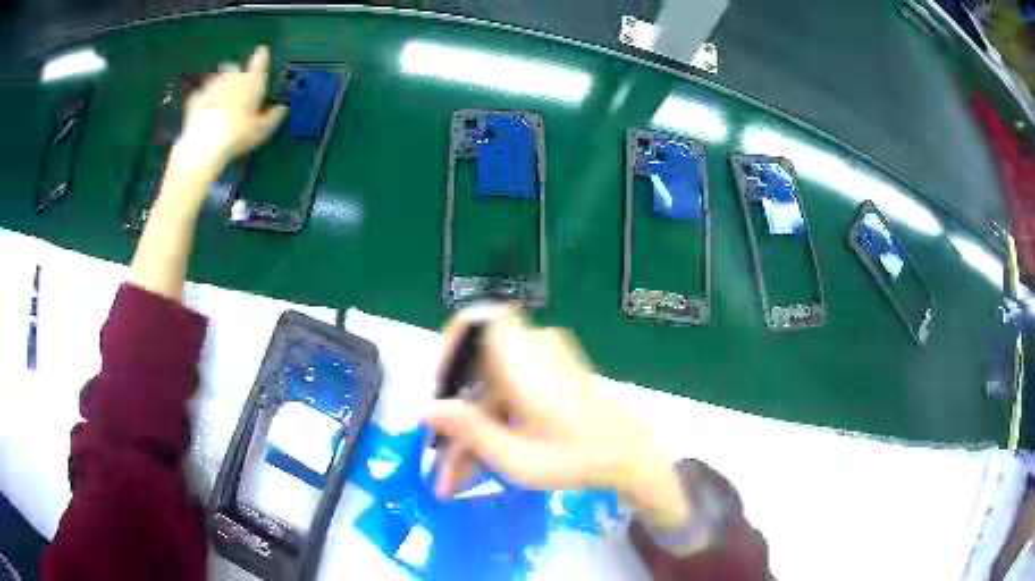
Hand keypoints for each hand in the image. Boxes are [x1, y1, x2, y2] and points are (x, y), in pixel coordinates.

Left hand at [170, 46, 286, 180]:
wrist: (203, 147)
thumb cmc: (237, 136)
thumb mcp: (261, 130)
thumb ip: (273, 117)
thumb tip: (283, 108)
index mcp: (250, 85)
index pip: (258, 65)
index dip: (261, 57)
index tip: (262, 50)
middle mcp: (231, 82)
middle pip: (233, 69)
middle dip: (235, 70)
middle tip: (236, 74)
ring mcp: (210, 90)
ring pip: (216, 78)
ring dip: (219, 80)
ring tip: (219, 87)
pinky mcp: (194, 103)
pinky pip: (199, 94)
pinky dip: (201, 96)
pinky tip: (202, 102)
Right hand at [426, 309, 689, 527]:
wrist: (628, 456)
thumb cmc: (577, 459)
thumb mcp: (516, 457)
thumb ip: (468, 429)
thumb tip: (426, 409)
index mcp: (525, 361)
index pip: (475, 322)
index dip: (448, 349)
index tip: (439, 390)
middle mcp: (533, 350)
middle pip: (476, 368)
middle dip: (455, 413)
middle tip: (443, 457)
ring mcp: (544, 361)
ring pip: (489, 385)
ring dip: (471, 426)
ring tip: (460, 473)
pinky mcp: (549, 374)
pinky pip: (507, 388)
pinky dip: (492, 418)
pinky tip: (485, 454)